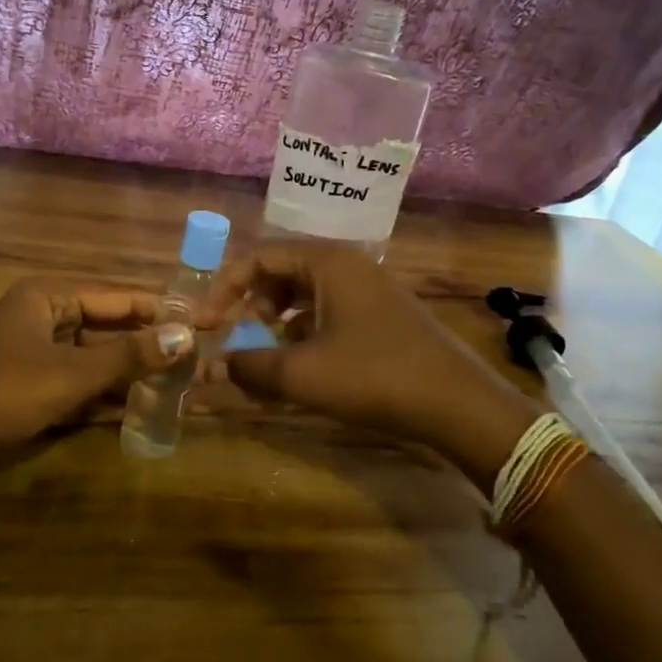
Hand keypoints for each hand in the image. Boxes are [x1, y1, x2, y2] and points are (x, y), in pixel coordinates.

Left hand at [0, 278, 195, 461]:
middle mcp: (47, 317)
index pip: (121, 297)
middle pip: (112, 327)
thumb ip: (128, 356)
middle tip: (202, 361)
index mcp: (50, 296)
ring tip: (184, 387)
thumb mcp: (68, 375)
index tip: (208, 324)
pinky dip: (109, 397)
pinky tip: (146, 410)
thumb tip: (186, 337)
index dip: (164, 311)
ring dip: (135, 374)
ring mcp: (39, 355)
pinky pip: (81, 385)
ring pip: (98, 359)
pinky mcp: (33, 388)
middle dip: (153, 345)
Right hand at [209, 243, 544, 485]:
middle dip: (252, 305)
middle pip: (282, 272)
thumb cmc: (374, 376)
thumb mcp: (302, 375)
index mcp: (327, 262)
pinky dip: (304, 334)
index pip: (259, 258)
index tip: (204, 324)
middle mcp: (347, 266)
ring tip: (266, 358)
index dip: (224, 289)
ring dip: (277, 323)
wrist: (457, 403)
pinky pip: (328, 313)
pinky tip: (300, 368)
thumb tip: (210, 368)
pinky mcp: (381, 316)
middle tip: (237, 338)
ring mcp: (368, 290)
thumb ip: (249, 367)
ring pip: (305, 295)